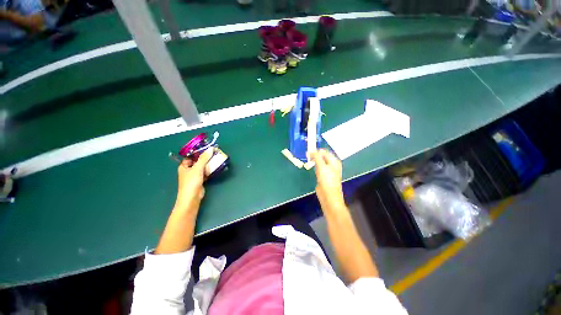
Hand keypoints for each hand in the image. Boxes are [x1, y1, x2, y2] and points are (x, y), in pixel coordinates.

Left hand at [173, 148, 212, 213]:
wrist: (192, 198)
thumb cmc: (191, 182)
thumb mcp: (197, 168)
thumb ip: (204, 158)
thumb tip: (211, 148)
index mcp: (184, 166)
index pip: (190, 156)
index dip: (198, 152)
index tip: (207, 148)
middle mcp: (188, 170)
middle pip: (197, 161)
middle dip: (205, 158)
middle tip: (214, 153)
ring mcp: (194, 176)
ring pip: (202, 167)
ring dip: (208, 164)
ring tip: (216, 159)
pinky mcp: (200, 180)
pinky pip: (205, 173)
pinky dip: (210, 170)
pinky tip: (216, 168)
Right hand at [310, 149, 345, 210]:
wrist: (328, 196)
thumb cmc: (327, 180)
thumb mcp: (321, 166)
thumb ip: (316, 157)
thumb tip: (310, 150)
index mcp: (334, 161)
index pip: (324, 152)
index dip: (316, 150)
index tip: (307, 151)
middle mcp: (332, 164)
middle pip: (322, 156)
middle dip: (315, 155)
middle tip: (306, 155)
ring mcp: (327, 170)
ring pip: (319, 162)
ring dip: (314, 160)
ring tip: (308, 159)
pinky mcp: (323, 176)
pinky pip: (318, 168)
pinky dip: (314, 166)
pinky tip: (310, 166)